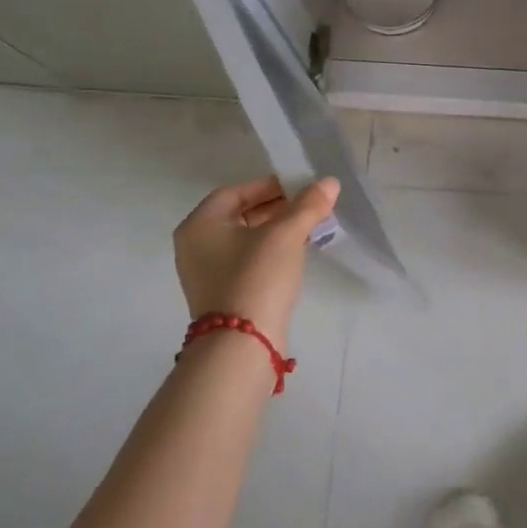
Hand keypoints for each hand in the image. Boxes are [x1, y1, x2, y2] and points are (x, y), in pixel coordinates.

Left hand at [172, 175, 339, 346]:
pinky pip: (247, 261)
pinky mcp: (222, 295)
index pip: (235, 191)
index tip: (300, 187)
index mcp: (200, 224)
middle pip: (239, 214)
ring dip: (276, 230)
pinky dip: (270, 252)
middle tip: (309, 206)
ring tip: (310, 227)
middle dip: (276, 207)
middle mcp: (196, 246)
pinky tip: (296, 254)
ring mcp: (207, 274)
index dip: (269, 185)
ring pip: (245, 239)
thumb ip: (308, 205)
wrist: (242, 345)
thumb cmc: (256, 277)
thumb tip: (330, 182)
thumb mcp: (286, 234)